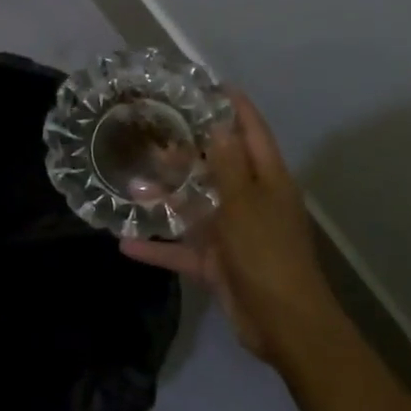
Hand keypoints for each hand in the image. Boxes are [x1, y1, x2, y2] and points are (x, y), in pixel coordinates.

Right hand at [122, 92, 343, 366]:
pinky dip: (157, 248)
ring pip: (195, 207)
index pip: (251, 131)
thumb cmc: (267, 254)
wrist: (285, 325)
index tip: (206, 85)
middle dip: (187, 150)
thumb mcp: (244, 203)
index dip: (234, 106)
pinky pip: (183, 249)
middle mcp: (250, 200)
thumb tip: (219, 123)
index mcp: (267, 179)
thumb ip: (227, 164)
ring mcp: (233, 233)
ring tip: (131, 182)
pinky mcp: (217, 263)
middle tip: (151, 131)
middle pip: (216, 166)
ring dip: (166, 197)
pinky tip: (125, 244)